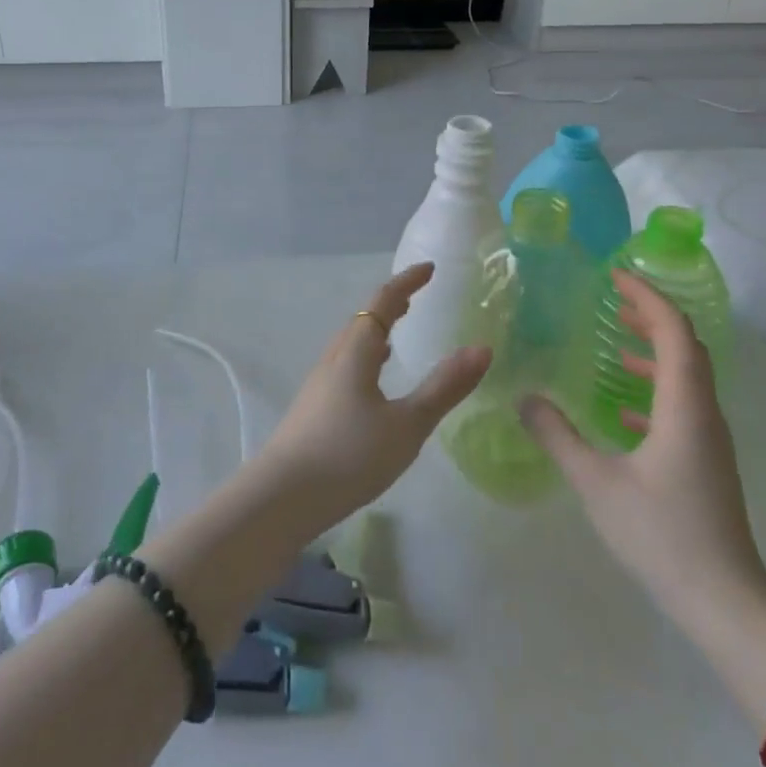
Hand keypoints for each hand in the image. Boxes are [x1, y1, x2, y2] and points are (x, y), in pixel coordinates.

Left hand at [253, 262, 490, 534]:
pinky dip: (365, 358)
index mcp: (356, 352)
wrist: (282, 497)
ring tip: (396, 335)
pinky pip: (344, 367)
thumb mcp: (407, 425)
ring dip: (375, 331)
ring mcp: (319, 384)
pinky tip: (372, 383)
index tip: (429, 269)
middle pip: (363, 319)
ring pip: (351, 345)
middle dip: (390, 305)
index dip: (406, 283)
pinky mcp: (313, 408)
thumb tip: (482, 348)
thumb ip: (444, 387)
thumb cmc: (349, 456)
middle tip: (416, 299)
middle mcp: (334, 359)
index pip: (382, 303)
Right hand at [520, 270, 765, 624]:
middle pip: (686, 347)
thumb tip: (525, 397)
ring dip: (655, 350)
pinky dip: (655, 389)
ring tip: (617, 341)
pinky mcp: (706, 462)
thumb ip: (557, 435)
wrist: (725, 603)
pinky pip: (682, 406)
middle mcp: (703, 413)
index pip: (674, 332)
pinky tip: (623, 409)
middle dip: (652, 315)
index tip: (616, 276)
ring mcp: (709, 440)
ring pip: (687, 377)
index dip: (648, 297)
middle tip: (614, 297)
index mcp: (684, 407)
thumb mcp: (596, 482)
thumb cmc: (662, 535)